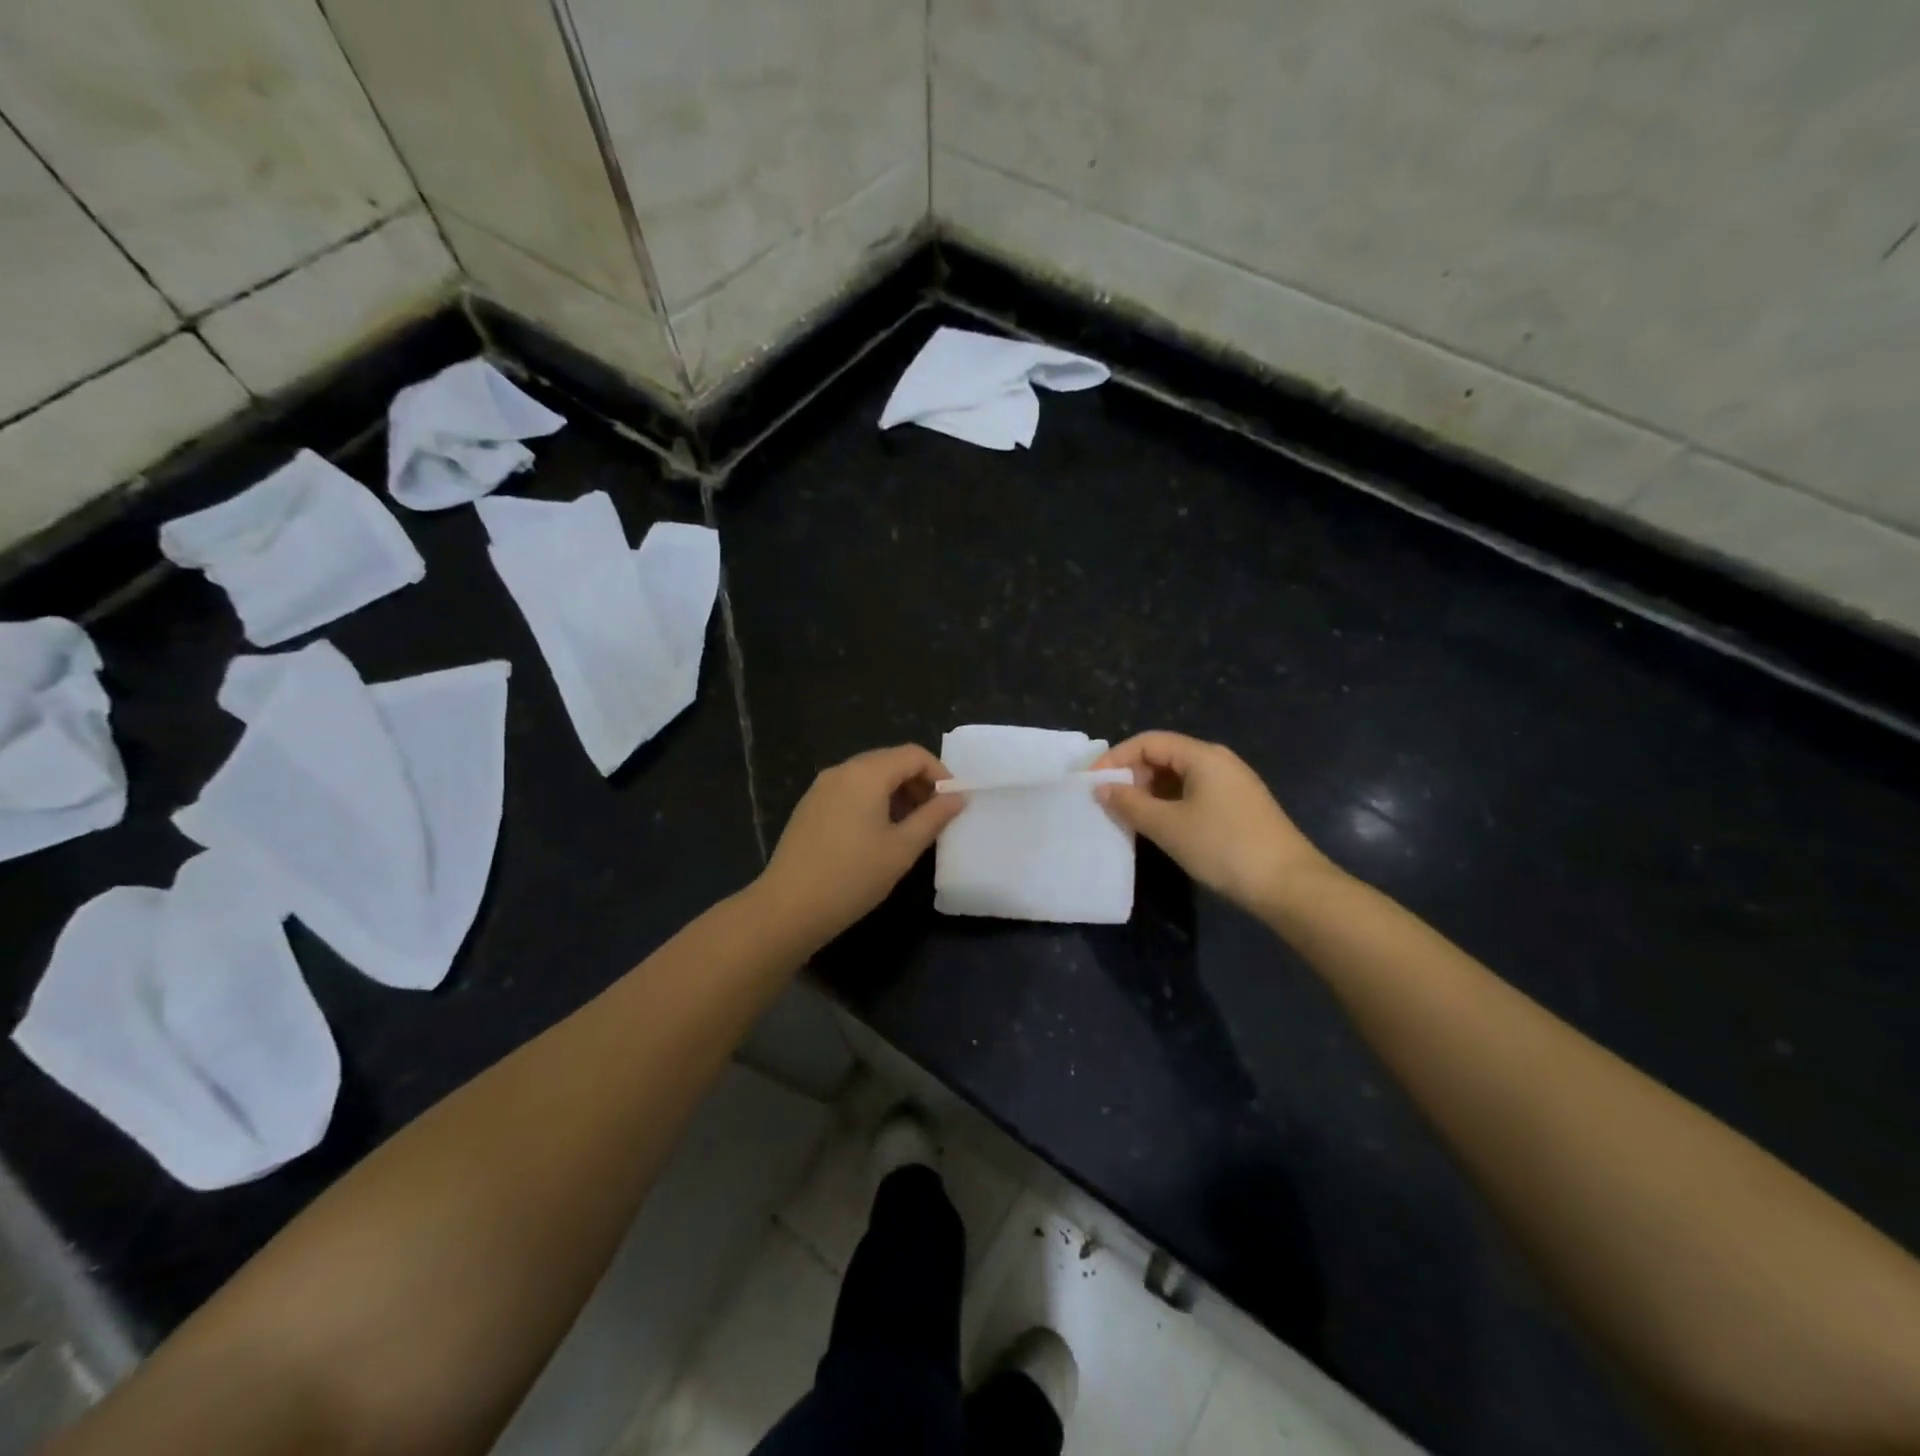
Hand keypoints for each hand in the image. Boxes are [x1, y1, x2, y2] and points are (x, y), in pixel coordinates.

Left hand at [755, 744, 965, 947]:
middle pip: (890, 761)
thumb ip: (933, 817)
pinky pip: (849, 790)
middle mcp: (841, 770)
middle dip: (918, 782)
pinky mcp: (809, 806)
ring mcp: (821, 787)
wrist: (788, 908)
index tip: (953, 803)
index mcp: (866, 774)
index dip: (940, 774)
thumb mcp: (902, 849)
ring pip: (868, 776)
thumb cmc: (853, 876)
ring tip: (910, 827)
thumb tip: (958, 797)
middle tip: (935, 816)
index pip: (913, 755)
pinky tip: (877, 834)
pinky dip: (872, 801)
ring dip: (896, 792)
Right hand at [1094, 731, 1332, 915]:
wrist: (1289, 885)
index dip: (1116, 758)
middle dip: (1132, 775)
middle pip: (1164, 755)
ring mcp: (1232, 784)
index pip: (1149, 742)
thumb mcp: (1168, 826)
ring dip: (1149, 792)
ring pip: (1179, 777)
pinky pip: (1193, 793)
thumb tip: (1101, 788)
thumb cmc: (1223, 847)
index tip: (1092, 783)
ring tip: (1128, 816)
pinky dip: (1169, 803)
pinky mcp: (1238, 807)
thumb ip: (1130, 804)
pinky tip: (1159, 826)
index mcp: (1203, 756)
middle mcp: (1218, 761)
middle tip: (1108, 802)